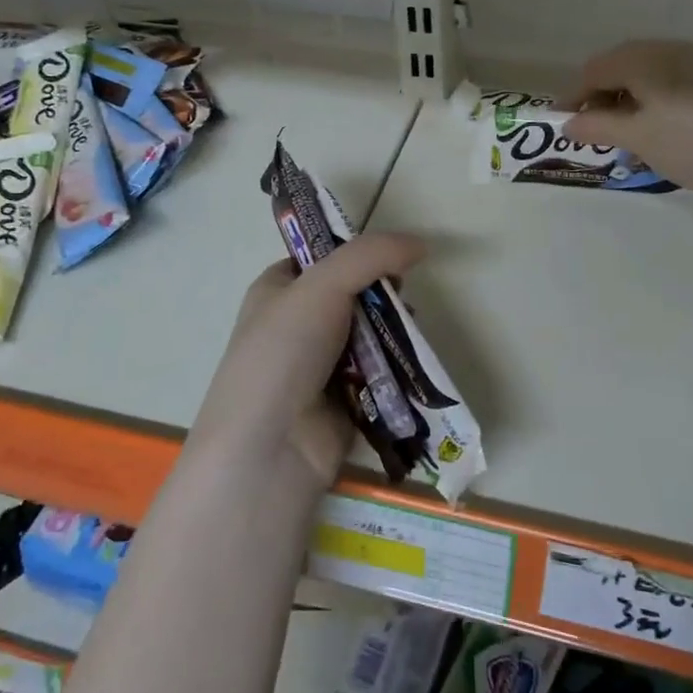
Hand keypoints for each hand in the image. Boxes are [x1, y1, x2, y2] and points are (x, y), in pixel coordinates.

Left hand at [189, 233, 424, 492]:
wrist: (270, 447)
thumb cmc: (284, 353)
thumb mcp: (322, 285)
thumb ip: (371, 255)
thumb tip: (421, 244)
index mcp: (278, 289)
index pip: (322, 255)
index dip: (357, 251)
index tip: (389, 258)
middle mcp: (297, 322)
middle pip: (354, 293)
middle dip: (383, 294)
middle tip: (400, 300)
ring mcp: (320, 363)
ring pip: (371, 332)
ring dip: (394, 331)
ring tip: (410, 334)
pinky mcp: (345, 398)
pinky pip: (380, 371)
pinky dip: (396, 367)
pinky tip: (411, 366)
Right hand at [562, 41, 692, 199]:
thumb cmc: (692, 145)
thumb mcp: (637, 138)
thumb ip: (597, 126)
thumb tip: (568, 123)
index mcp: (645, 57)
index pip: (595, 70)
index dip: (573, 97)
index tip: (562, 124)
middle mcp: (669, 50)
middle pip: (619, 68)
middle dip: (599, 98)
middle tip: (591, 131)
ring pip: (644, 76)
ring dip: (624, 102)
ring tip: (621, 137)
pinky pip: (668, 85)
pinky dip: (650, 104)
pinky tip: (653, 132)